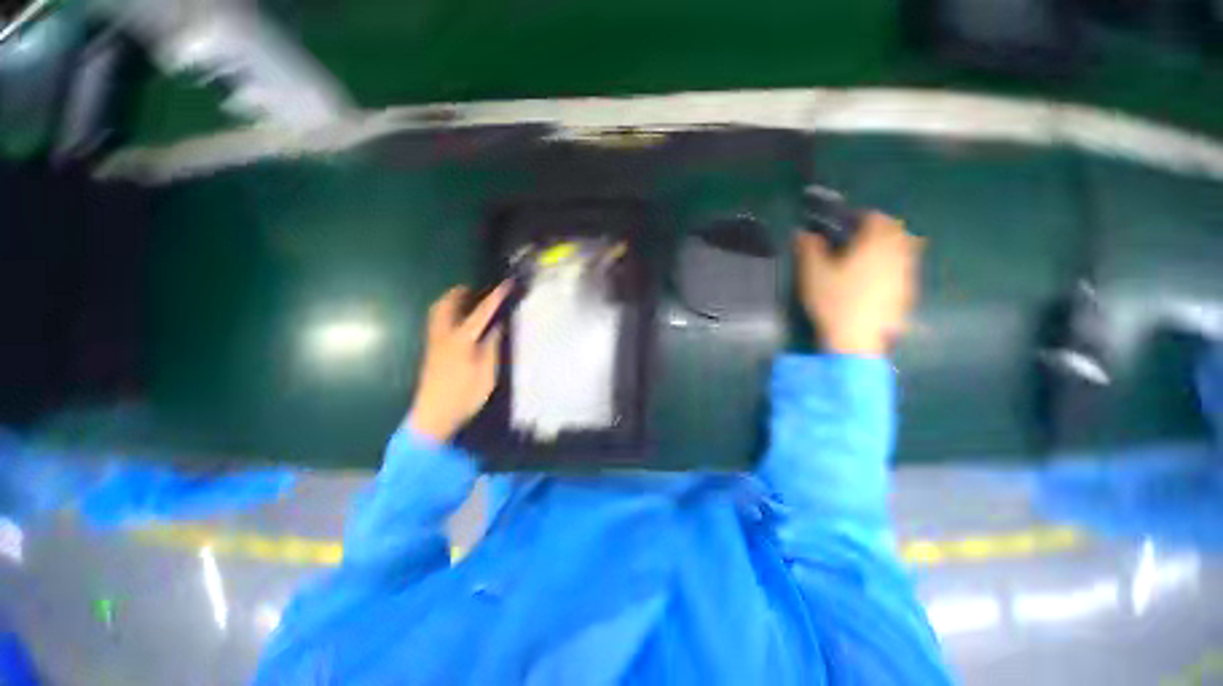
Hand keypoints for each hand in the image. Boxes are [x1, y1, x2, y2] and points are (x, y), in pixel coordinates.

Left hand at [407, 283, 509, 442]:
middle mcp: (443, 337)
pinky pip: (436, 322)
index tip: (505, 285)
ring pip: (437, 313)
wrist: (433, 416)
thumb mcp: (486, 374)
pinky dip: (446, 312)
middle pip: (447, 306)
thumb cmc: (464, 396)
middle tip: (474, 289)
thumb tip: (497, 326)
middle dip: (460, 293)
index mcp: (461, 341)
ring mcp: (434, 343)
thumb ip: (491, 347)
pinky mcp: (431, 351)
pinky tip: (456, 320)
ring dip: (450, 301)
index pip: (480, 313)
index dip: (494, 298)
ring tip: (465, 300)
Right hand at [794, 212, 922, 356]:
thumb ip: (808, 250)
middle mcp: (896, 255)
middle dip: (880, 229)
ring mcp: (905, 275)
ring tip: (869, 257)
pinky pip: (905, 269)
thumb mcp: (813, 275)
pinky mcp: (907, 293)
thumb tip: (803, 233)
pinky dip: (894, 266)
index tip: (846, 224)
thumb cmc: (833, 302)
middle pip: (896, 231)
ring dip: (890, 246)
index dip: (861, 217)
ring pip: (905, 249)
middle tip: (859, 238)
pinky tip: (877, 280)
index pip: (876, 218)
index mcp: (874, 245)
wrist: (857, 339)